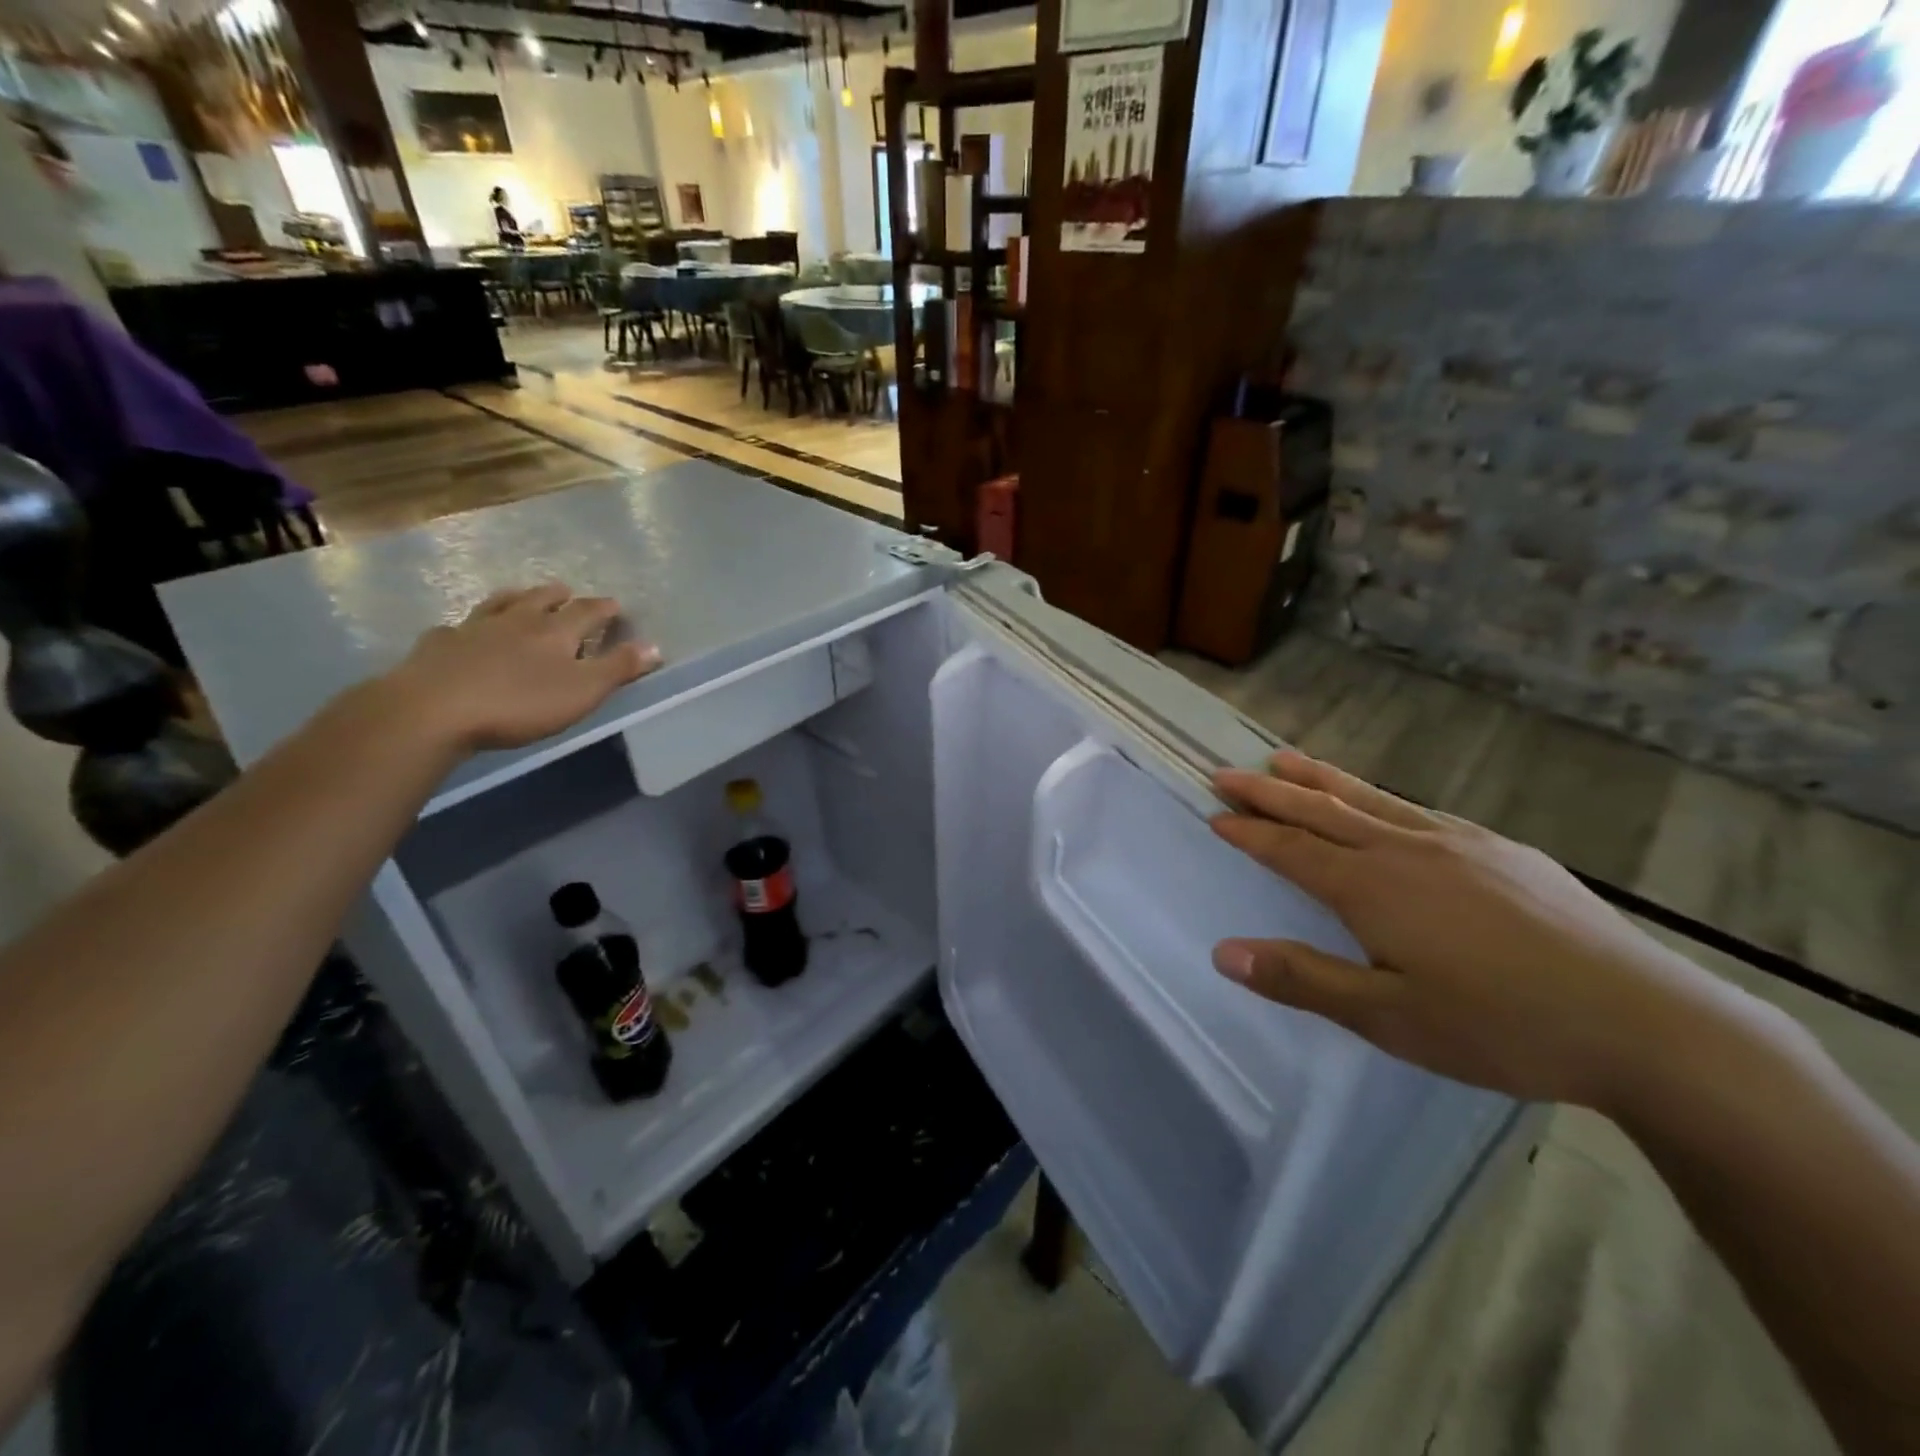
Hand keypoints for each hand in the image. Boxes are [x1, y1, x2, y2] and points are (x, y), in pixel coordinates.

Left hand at [380, 584, 661, 753]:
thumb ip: (618, 668)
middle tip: (567, 591)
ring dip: (515, 598)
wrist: (433, 709)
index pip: (587, 612)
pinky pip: (457, 628)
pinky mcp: (438, 645)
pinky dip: (468, 626)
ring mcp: (473, 629)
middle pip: (541, 600)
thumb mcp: (582, 691)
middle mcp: (516, 621)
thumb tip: (654, 646)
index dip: (603, 608)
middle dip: (559, 595)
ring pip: (499, 605)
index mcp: (555, 632)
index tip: (615, 605)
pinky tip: (463, 631)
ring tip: (521, 595)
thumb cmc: (519, 703)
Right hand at [1208, 752, 1750, 1113]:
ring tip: (1285, 759)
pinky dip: (1381, 798)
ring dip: (1320, 779)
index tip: (1214, 814)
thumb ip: (1302, 979)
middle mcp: (1406, 851)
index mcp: (1372, 888)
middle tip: (1227, 773)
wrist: (1647, 1025)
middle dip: (1269, 792)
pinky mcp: (1502, 851)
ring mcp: (1458, 845)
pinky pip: (1420, 811)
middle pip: (1321, 811)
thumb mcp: (1388, 1018)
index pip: (1291, 849)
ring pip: (1371, 800)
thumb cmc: (1502, 1027)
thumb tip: (1222, 952)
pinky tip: (1383, 803)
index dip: (1249, 832)